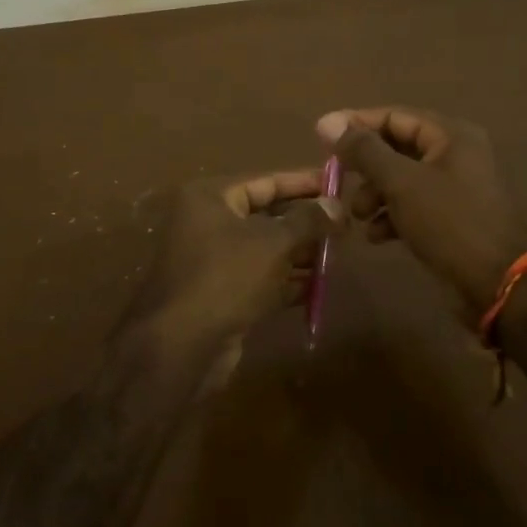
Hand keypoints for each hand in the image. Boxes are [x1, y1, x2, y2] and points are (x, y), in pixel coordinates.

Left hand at [132, 170, 343, 343]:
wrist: (182, 346)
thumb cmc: (226, 277)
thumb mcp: (273, 242)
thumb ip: (308, 220)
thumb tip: (335, 205)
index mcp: (211, 198)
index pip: (265, 181)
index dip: (303, 182)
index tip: (337, 184)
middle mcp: (207, 223)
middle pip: (265, 214)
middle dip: (304, 221)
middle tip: (344, 224)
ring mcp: (212, 261)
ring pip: (265, 249)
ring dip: (300, 253)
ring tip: (338, 254)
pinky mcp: (221, 294)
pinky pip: (260, 278)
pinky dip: (286, 280)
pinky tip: (318, 286)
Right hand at [317, 107, 526, 312]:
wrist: (500, 283)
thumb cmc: (449, 222)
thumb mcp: (401, 183)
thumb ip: (364, 151)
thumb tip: (327, 121)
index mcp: (450, 135)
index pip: (394, 116)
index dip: (357, 125)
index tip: (321, 138)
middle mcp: (455, 154)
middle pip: (397, 148)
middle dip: (365, 167)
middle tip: (336, 181)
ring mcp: (455, 188)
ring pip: (402, 180)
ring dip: (374, 194)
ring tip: (356, 216)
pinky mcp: (452, 218)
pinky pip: (414, 206)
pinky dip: (391, 215)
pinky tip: (376, 236)